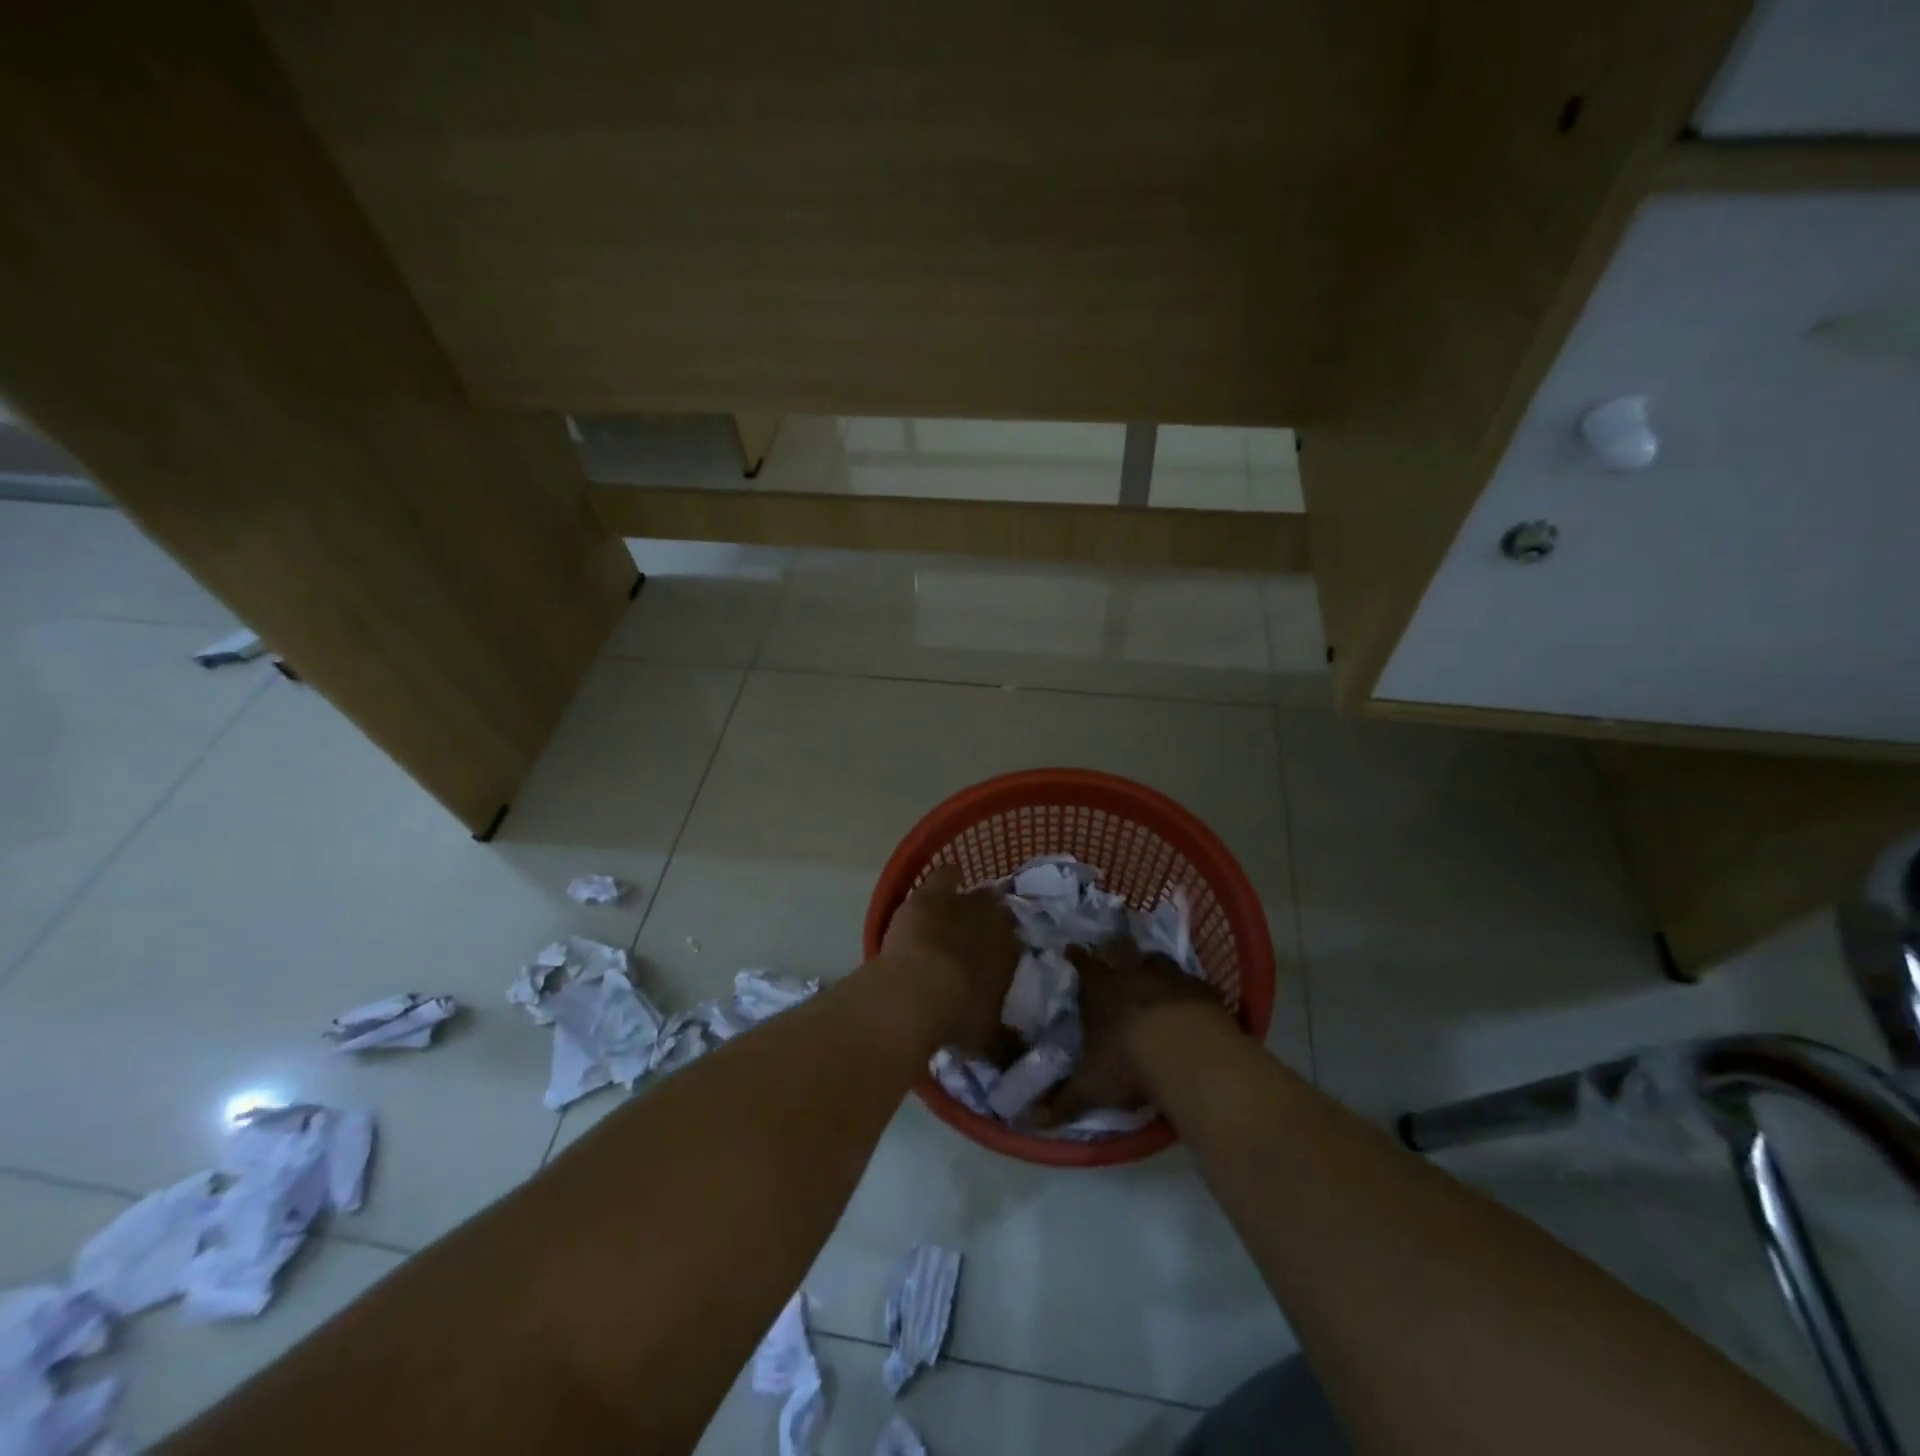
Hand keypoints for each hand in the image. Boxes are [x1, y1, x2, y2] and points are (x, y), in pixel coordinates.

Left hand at [879, 864, 1020, 1055]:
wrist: (917, 993)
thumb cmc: (957, 1017)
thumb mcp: (989, 1040)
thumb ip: (1007, 1043)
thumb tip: (1020, 1051)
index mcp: (1012, 955)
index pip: (1017, 944)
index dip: (1007, 949)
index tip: (998, 960)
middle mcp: (994, 924)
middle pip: (999, 913)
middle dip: (991, 922)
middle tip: (977, 937)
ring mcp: (963, 904)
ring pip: (977, 893)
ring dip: (970, 902)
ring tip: (960, 911)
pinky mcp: (931, 895)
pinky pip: (947, 875)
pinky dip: (948, 878)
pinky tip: (947, 880)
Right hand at [1035, 937, 1231, 1124]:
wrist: (1189, 1055)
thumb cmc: (1129, 1065)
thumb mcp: (1091, 1088)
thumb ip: (1062, 1102)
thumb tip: (1030, 1120)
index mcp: (1099, 989)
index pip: (1082, 964)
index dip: (1076, 957)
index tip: (1071, 950)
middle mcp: (1131, 973)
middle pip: (1119, 949)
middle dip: (1114, 951)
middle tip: (1113, 957)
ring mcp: (1169, 976)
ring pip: (1156, 959)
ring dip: (1152, 966)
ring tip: (1152, 978)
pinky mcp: (1202, 988)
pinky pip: (1191, 981)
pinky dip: (1187, 989)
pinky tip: (1190, 1003)